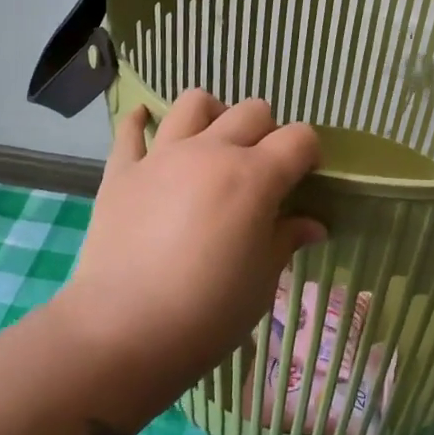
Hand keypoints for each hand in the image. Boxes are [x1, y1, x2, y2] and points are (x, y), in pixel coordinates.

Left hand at [58, 91, 324, 388]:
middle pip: (252, 111)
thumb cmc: (207, 313)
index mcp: (254, 176)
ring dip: (213, 115)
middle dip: (267, 132)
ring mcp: (163, 155)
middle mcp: (211, 151)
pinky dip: (142, 122)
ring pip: (195, 102)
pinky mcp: (122, 170)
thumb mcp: (261, 281)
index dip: (309, 153)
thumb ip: (286, 239)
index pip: (299, 137)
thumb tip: (313, 225)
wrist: (120, 332)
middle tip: (261, 170)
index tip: (305, 178)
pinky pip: (131, 129)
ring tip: (212, 143)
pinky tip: (148, 125)